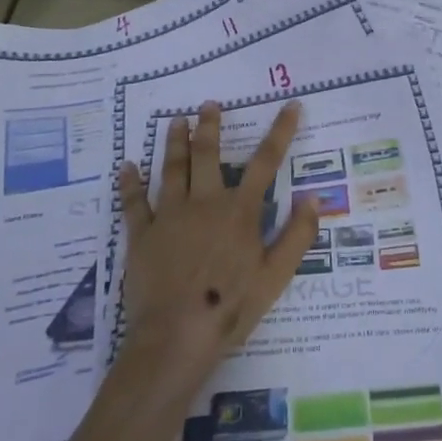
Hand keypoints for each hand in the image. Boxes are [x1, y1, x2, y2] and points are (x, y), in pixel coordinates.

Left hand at [116, 101, 319, 388]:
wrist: (176, 336)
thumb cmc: (231, 306)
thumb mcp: (277, 276)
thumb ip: (297, 234)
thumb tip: (314, 196)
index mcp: (240, 210)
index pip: (266, 161)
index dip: (281, 131)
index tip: (291, 105)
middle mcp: (205, 201)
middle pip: (208, 154)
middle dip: (210, 126)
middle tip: (208, 104)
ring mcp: (170, 215)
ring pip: (172, 168)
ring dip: (174, 142)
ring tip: (175, 121)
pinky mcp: (142, 234)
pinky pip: (134, 202)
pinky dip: (130, 183)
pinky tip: (127, 167)